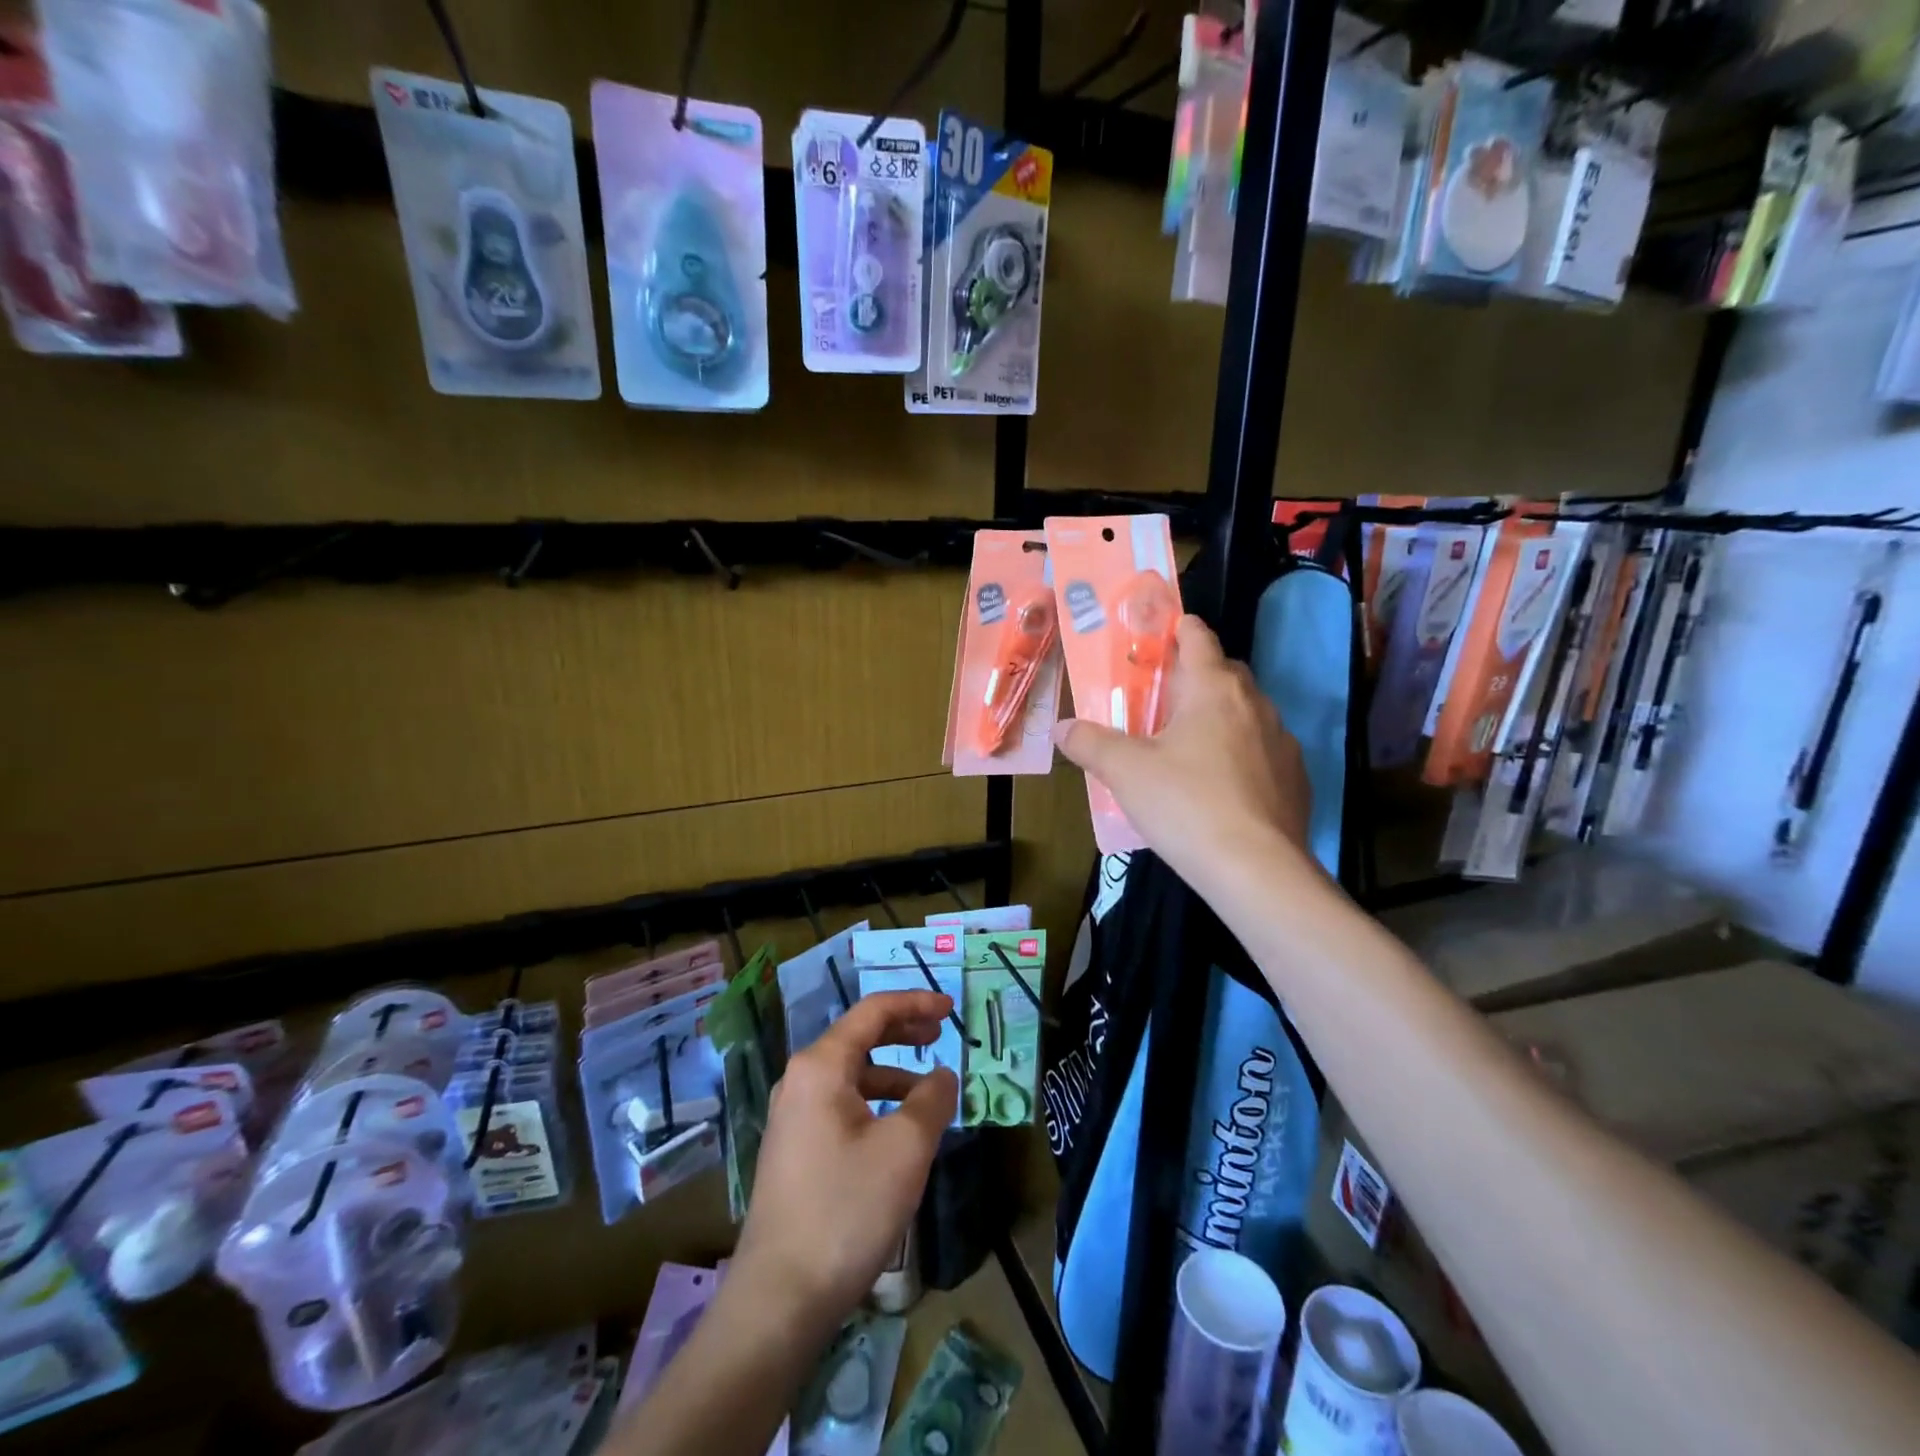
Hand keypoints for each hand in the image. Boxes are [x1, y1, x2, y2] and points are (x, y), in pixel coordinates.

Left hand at [731, 990, 957, 1333]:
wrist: (780, 1297)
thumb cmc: (846, 1208)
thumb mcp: (905, 1148)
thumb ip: (932, 1099)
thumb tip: (942, 1075)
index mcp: (821, 1065)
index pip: (873, 1011)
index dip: (915, 1003)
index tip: (950, 1007)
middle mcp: (800, 1079)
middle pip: (859, 1036)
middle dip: (903, 1031)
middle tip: (941, 1034)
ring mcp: (792, 1114)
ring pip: (851, 1073)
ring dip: (892, 1071)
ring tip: (929, 1090)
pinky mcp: (794, 1147)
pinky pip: (841, 1103)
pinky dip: (875, 1101)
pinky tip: (898, 1129)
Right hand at [1054, 614, 1312, 887]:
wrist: (1256, 870)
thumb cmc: (1185, 804)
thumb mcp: (1125, 772)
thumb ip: (1090, 743)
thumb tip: (1062, 728)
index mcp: (1214, 690)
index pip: (1199, 639)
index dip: (1181, 629)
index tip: (1165, 632)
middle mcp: (1255, 705)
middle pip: (1226, 673)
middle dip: (1198, 677)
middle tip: (1165, 699)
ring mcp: (1282, 742)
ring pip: (1248, 713)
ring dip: (1222, 717)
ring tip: (1191, 746)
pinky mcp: (1296, 780)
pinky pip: (1264, 751)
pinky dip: (1243, 754)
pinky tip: (1222, 787)